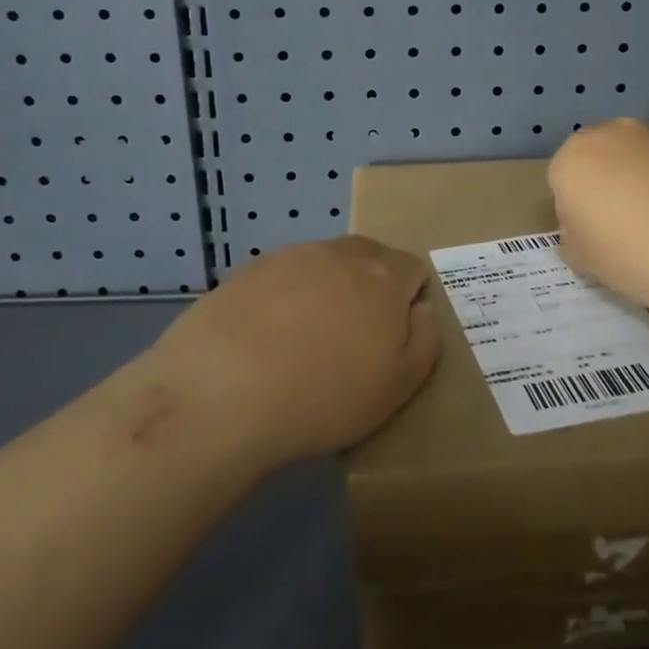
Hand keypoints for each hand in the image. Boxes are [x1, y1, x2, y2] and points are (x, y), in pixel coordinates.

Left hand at [153, 236, 441, 466]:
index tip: (392, 339)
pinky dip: (283, 299)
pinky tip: (265, 340)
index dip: (410, 302)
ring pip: (323, 266)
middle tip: (353, 339)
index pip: (414, 269)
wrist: (222, 392)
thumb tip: (422, 311)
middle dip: (370, 289)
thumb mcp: (398, 386)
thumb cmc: (325, 395)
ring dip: (325, 292)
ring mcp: (290, 257)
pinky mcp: (247, 270)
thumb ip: (425, 341)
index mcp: (384, 276)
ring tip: (304, 342)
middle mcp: (340, 253)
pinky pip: (281, 278)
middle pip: (369, 259)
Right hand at [549, 119, 648, 322]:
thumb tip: (582, 229)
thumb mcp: (583, 260)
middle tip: (619, 227)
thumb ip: (572, 238)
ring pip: (629, 158)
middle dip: (600, 186)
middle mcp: (607, 134)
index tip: (594, 238)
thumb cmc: (629, 254)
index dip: (574, 213)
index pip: (560, 183)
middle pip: (594, 160)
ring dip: (633, 180)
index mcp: (570, 159)